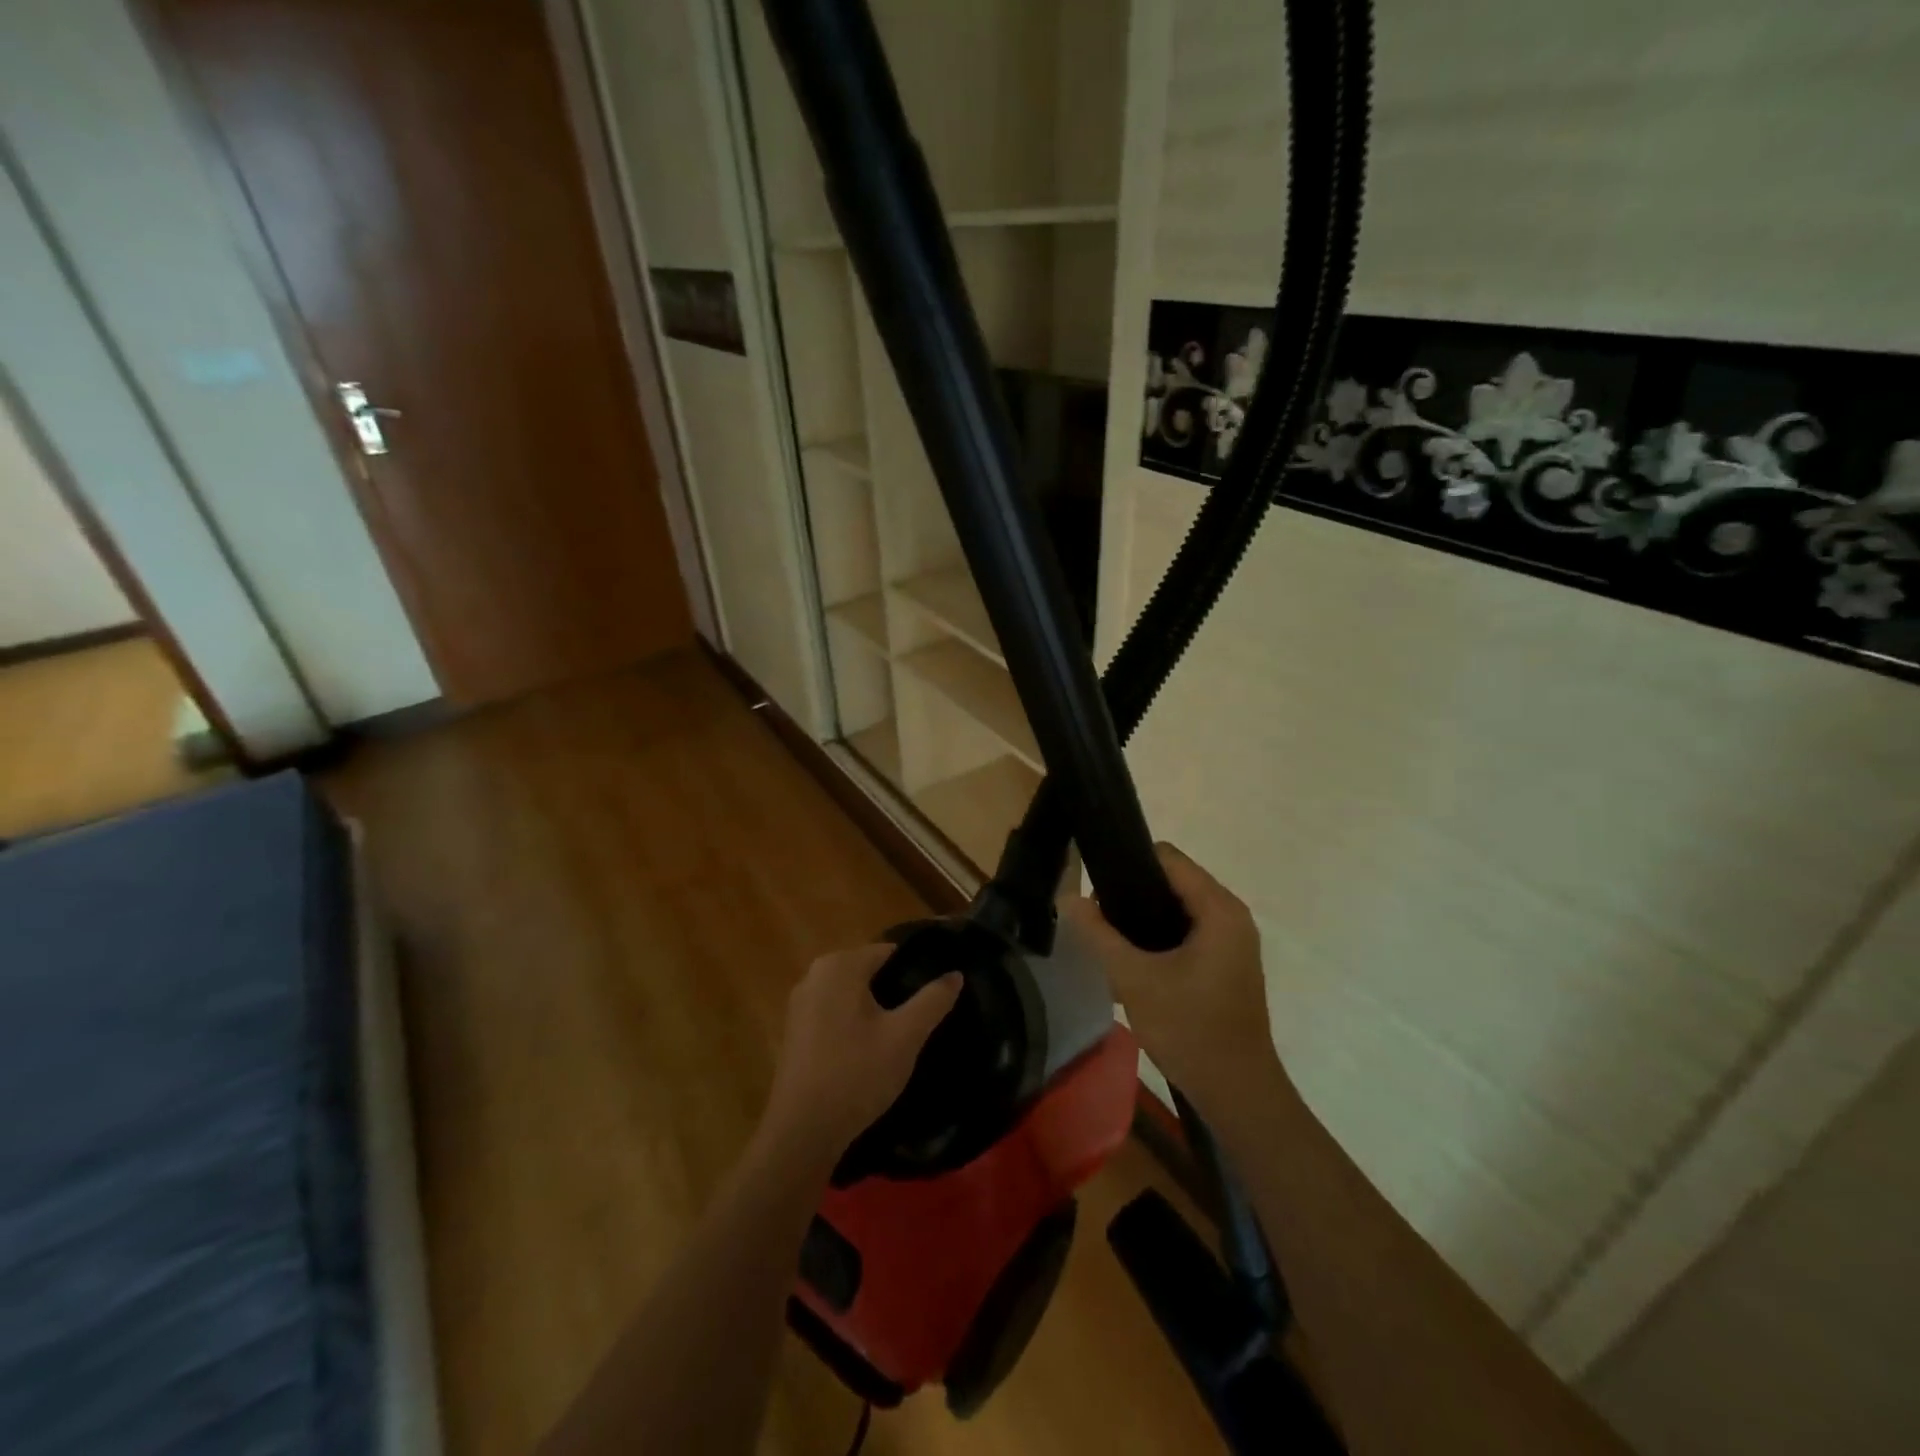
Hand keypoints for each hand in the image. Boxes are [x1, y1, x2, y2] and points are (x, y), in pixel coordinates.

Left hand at [760, 944, 961, 1166]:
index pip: (889, 952)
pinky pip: (833, 1014)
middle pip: (869, 972)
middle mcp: (814, 974)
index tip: (937, 993)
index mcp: (840, 965)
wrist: (802, 1132)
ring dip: (874, 1010)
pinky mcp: (794, 1031)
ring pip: (851, 995)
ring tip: (901, 1036)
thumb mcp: (905, 1036)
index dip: (916, 969)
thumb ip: (933, 1000)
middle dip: (895, 990)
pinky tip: (869, 1052)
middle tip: (922, 1019)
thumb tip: (955, 973)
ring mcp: (799, 1003)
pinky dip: (853, 1024)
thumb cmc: (857, 1075)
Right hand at [1061, 844, 1284, 1115]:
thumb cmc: (1190, 1030)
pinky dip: (1158, 938)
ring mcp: (1231, 941)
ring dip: (1142, 919)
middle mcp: (1231, 916)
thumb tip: (1069, 898)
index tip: (1095, 886)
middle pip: (1172, 881)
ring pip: (1176, 908)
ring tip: (1108, 940)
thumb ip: (1099, 935)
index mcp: (1219, 909)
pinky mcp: (1226, 963)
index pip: (1168, 858)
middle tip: (1097, 920)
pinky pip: (1186, 932)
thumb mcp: (1135, 979)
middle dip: (1132, 895)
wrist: (1237, 1094)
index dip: (1128, 864)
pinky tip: (1132, 962)